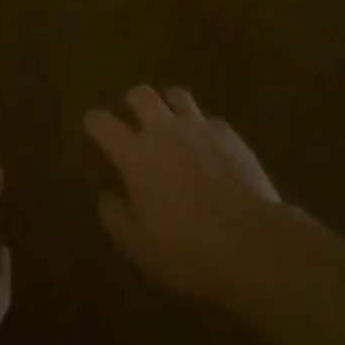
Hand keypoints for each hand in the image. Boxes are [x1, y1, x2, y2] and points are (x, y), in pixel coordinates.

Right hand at [84, 86, 296, 313]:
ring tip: (172, 124)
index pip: (102, 122)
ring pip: (176, 95)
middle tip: (134, 121)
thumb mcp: (139, 247)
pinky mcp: (229, 134)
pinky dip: (203, 129)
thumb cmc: (187, 250)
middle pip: (140, 94)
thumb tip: (107, 197)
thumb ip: (116, 217)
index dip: (94, 121)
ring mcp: (198, 127)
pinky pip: (209, 120)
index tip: (92, 125)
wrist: (252, 243)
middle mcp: (163, 130)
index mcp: (135, 154)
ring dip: (168, 105)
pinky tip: (209, 149)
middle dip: (132, 102)